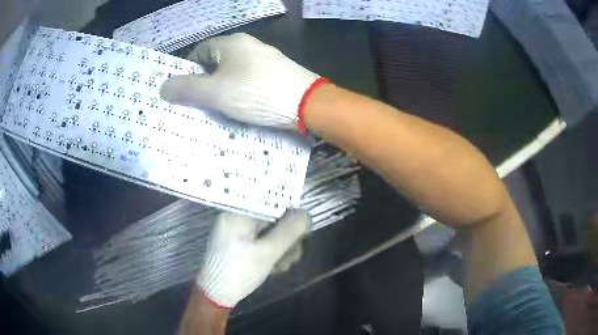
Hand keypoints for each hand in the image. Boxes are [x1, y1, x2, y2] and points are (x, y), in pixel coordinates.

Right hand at [160, 33, 321, 129]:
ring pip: (233, 72)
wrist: (306, 103)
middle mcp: (249, 46)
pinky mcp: (277, 73)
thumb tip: (163, 87)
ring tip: (216, 107)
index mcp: (232, 44)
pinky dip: (240, 91)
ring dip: (221, 87)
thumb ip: (188, 89)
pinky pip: (249, 80)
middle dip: (204, 80)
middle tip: (197, 102)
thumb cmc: (256, 93)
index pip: (200, 50)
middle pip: (216, 61)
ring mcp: (265, 59)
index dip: (188, 68)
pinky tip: (241, 105)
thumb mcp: (215, 92)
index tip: (182, 89)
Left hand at [198, 209, 310, 307]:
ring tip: (285, 265)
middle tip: (294, 254)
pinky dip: (269, 252)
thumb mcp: (268, 252)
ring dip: (280, 247)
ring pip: (267, 231)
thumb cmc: (239, 271)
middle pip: (270, 218)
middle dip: (286, 237)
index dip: (289, 214)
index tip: (301, 231)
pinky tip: (276, 266)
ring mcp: (236, 231)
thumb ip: (289, 231)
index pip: (270, 201)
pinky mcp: (237, 244)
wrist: (216, 294)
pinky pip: (259, 241)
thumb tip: (305, 214)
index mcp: (239, 213)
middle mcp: (236, 217)